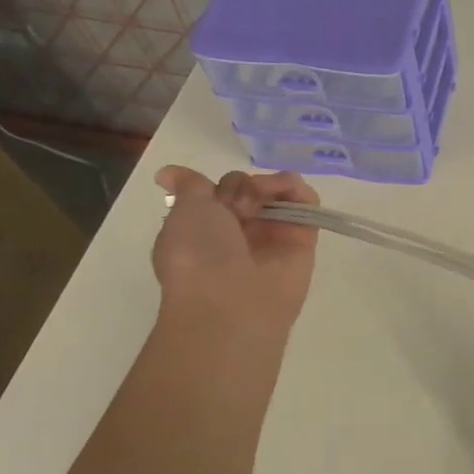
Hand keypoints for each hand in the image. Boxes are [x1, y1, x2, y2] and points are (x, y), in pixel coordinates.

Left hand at [152, 166, 319, 336]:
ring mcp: (272, 237)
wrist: (232, 299)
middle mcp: (239, 234)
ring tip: (262, 201)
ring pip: (277, 193)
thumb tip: (167, 174)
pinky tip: (290, 190)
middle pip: (248, 189)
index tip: (211, 193)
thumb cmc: (198, 254)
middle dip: (242, 186)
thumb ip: (190, 186)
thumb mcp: (184, 211)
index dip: (217, 186)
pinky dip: (300, 190)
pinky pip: (307, 204)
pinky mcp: (303, 241)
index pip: (218, 192)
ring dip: (270, 185)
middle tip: (239, 206)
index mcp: (205, 231)